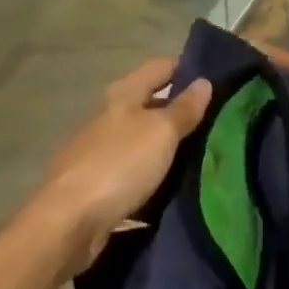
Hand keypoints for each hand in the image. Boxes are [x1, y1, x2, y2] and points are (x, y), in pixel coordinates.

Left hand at [35, 58, 211, 274]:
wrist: (69, 221)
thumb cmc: (119, 164)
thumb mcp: (160, 132)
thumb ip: (183, 109)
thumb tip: (204, 81)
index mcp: (124, 94)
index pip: (160, 67)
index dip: (186, 68)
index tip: (216, 77)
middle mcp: (110, 116)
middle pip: (151, 103)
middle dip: (181, 110)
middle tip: (219, 121)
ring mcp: (102, 150)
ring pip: (144, 139)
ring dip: (169, 145)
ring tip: (206, 154)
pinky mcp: (99, 183)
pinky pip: (135, 171)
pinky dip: (155, 175)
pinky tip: (175, 186)